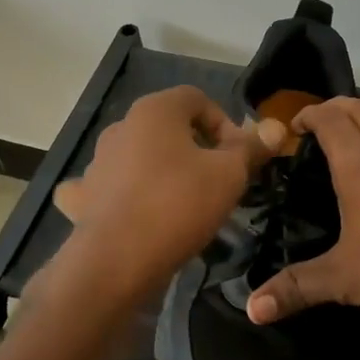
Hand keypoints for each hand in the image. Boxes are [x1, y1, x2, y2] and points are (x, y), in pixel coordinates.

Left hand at [50, 86, 281, 308]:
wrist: (117, 260)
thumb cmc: (179, 204)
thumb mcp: (229, 175)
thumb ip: (251, 148)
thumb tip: (275, 128)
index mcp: (155, 110)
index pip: (198, 99)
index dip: (225, 124)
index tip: (239, 157)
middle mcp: (121, 126)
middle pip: (169, 127)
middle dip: (197, 148)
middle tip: (218, 181)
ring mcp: (98, 161)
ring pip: (141, 155)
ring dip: (164, 169)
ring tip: (185, 203)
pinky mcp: (84, 195)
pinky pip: (110, 186)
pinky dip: (124, 193)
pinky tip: (136, 212)